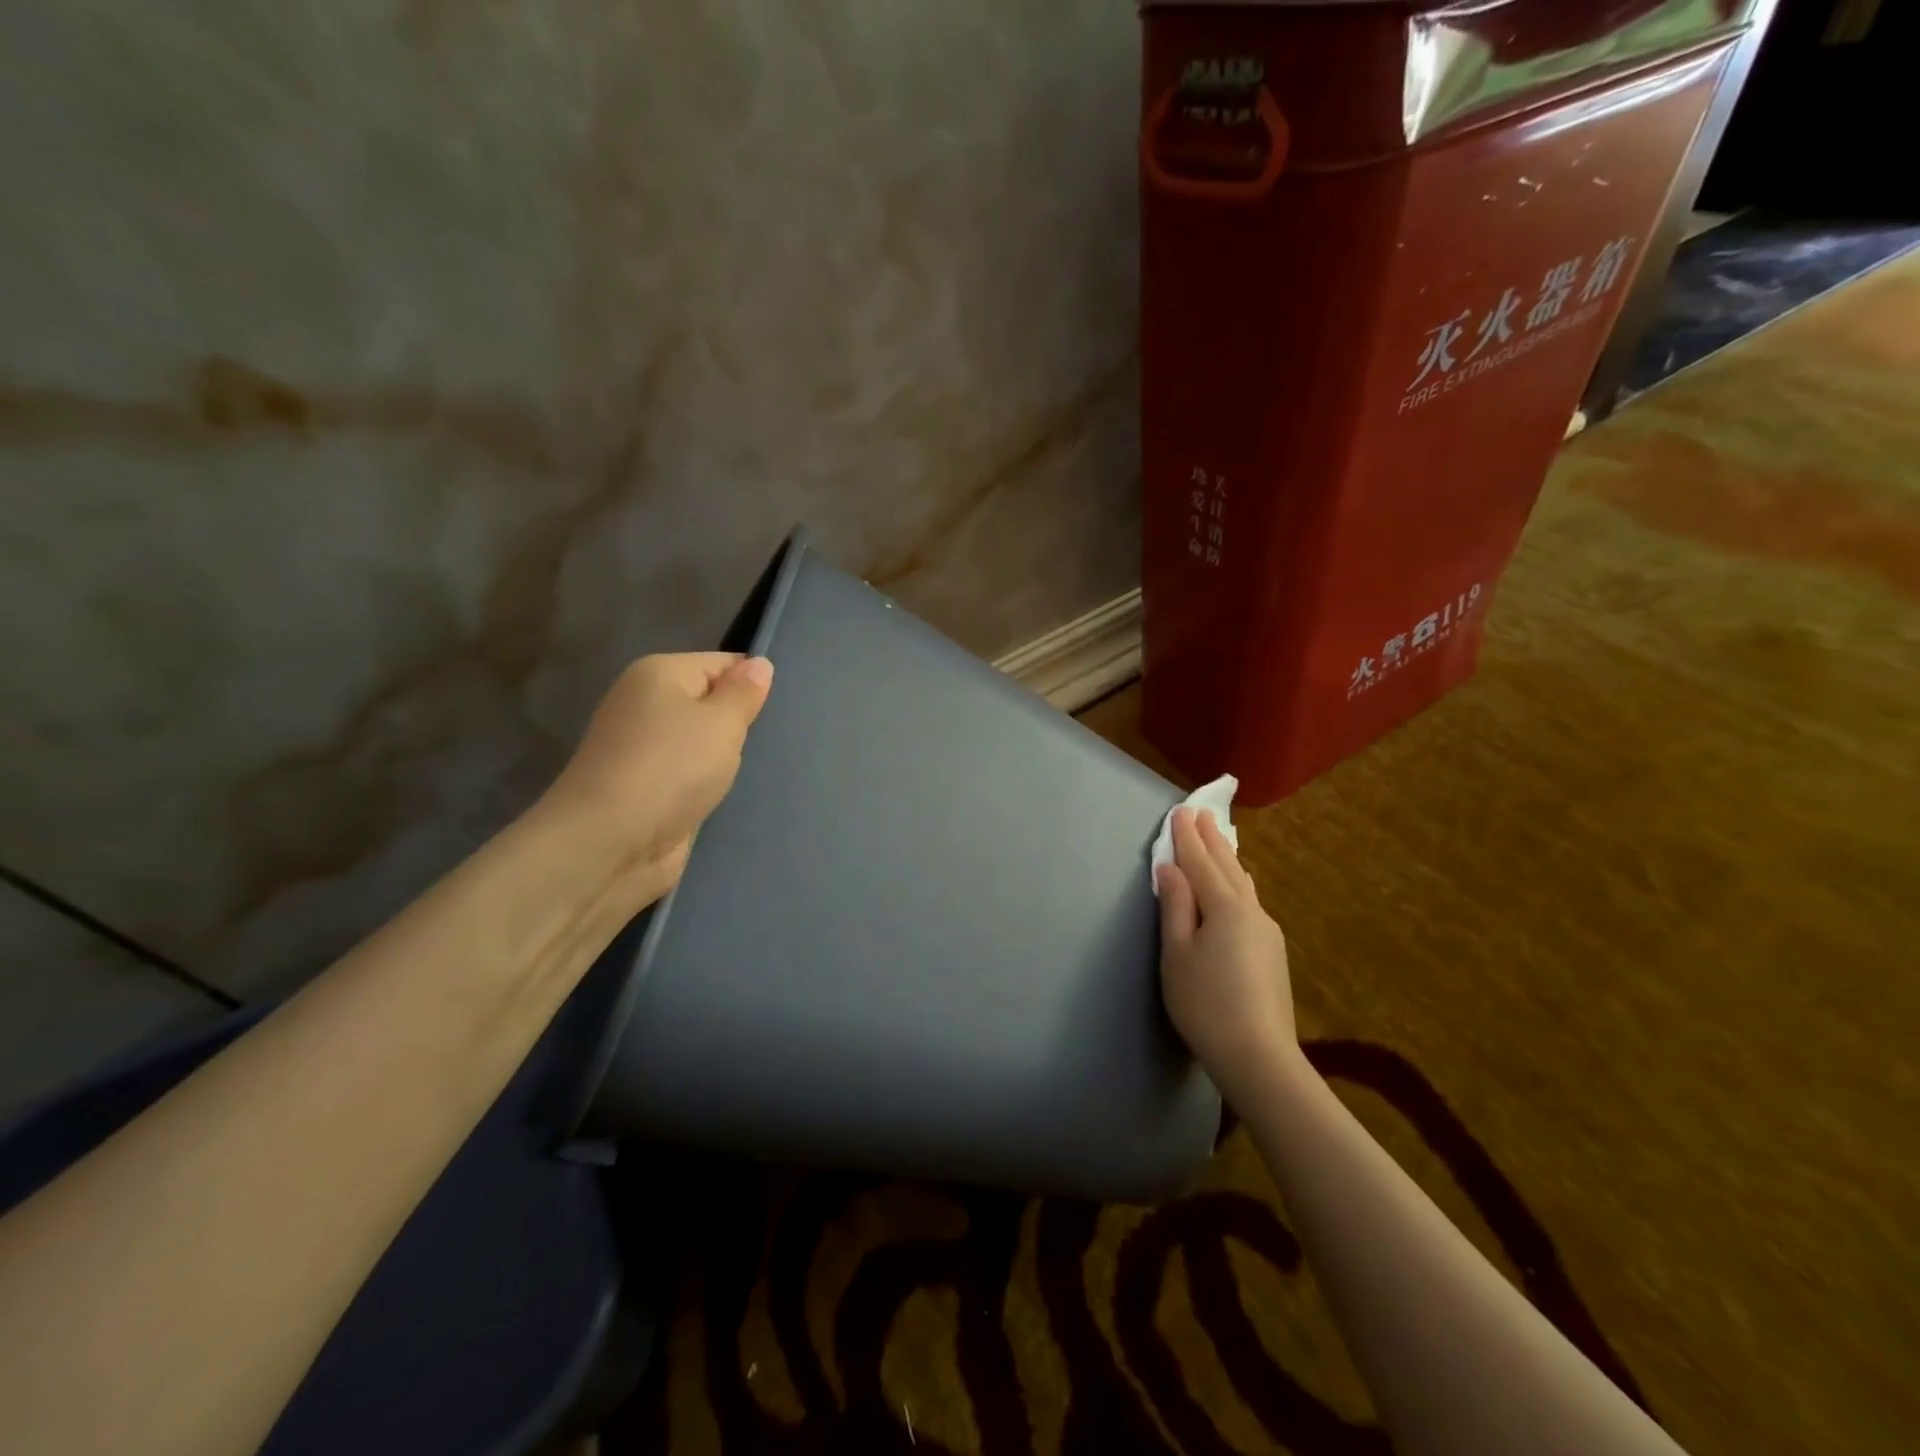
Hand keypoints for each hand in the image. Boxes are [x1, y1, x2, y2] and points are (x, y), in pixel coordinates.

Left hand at [538, 652, 773, 904]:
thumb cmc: (670, 769)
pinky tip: (731, 793)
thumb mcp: (721, 723)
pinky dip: (708, 783)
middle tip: (778, 741)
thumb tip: (759, 664)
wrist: (609, 844)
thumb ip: (744, 693)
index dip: (753, 684)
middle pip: (710, 702)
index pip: (722, 663)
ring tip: (760, 768)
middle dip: (741, 723)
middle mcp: (645, 704)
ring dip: (726, 757)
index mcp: (658, 674)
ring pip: (701, 742)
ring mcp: (642, 749)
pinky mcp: (646, 788)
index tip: (784, 710)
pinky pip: (690, 774)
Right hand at [1156, 807, 1297, 1108]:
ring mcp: (1267, 932)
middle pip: (1228, 867)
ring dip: (1228, 859)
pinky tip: (1236, 888)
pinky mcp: (1272, 952)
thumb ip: (1175, 907)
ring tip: (1219, 842)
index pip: (1201, 862)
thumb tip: (1171, 868)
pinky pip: (1249, 902)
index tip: (1181, 811)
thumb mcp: (1177, 954)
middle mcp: (1251, 911)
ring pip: (1243, 884)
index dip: (1187, 837)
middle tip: (1203, 814)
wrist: (1260, 1057)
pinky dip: (1236, 883)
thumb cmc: (1205, 1003)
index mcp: (1224, 907)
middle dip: (1212, 840)